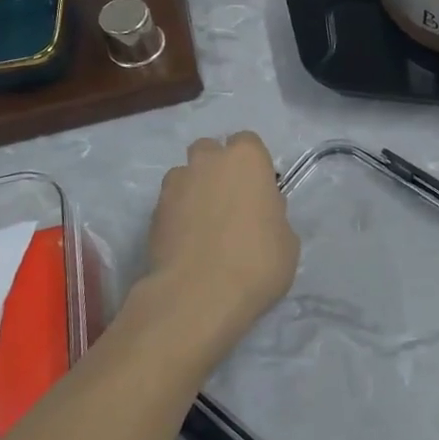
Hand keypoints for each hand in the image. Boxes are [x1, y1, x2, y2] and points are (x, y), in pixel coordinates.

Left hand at [142, 133, 298, 357]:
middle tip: (229, 202)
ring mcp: (175, 185)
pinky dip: (177, 217)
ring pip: (184, 176)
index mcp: (246, 159)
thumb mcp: (286, 240)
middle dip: (216, 169)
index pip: (248, 143)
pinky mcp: (152, 213)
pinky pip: (169, 205)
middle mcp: (207, 162)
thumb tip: (259, 215)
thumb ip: (272, 215)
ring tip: (203, 226)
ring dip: (193, 191)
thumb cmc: (257, 262)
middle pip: (210, 151)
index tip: (258, 190)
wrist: (198, 296)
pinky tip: (187, 244)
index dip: (252, 165)